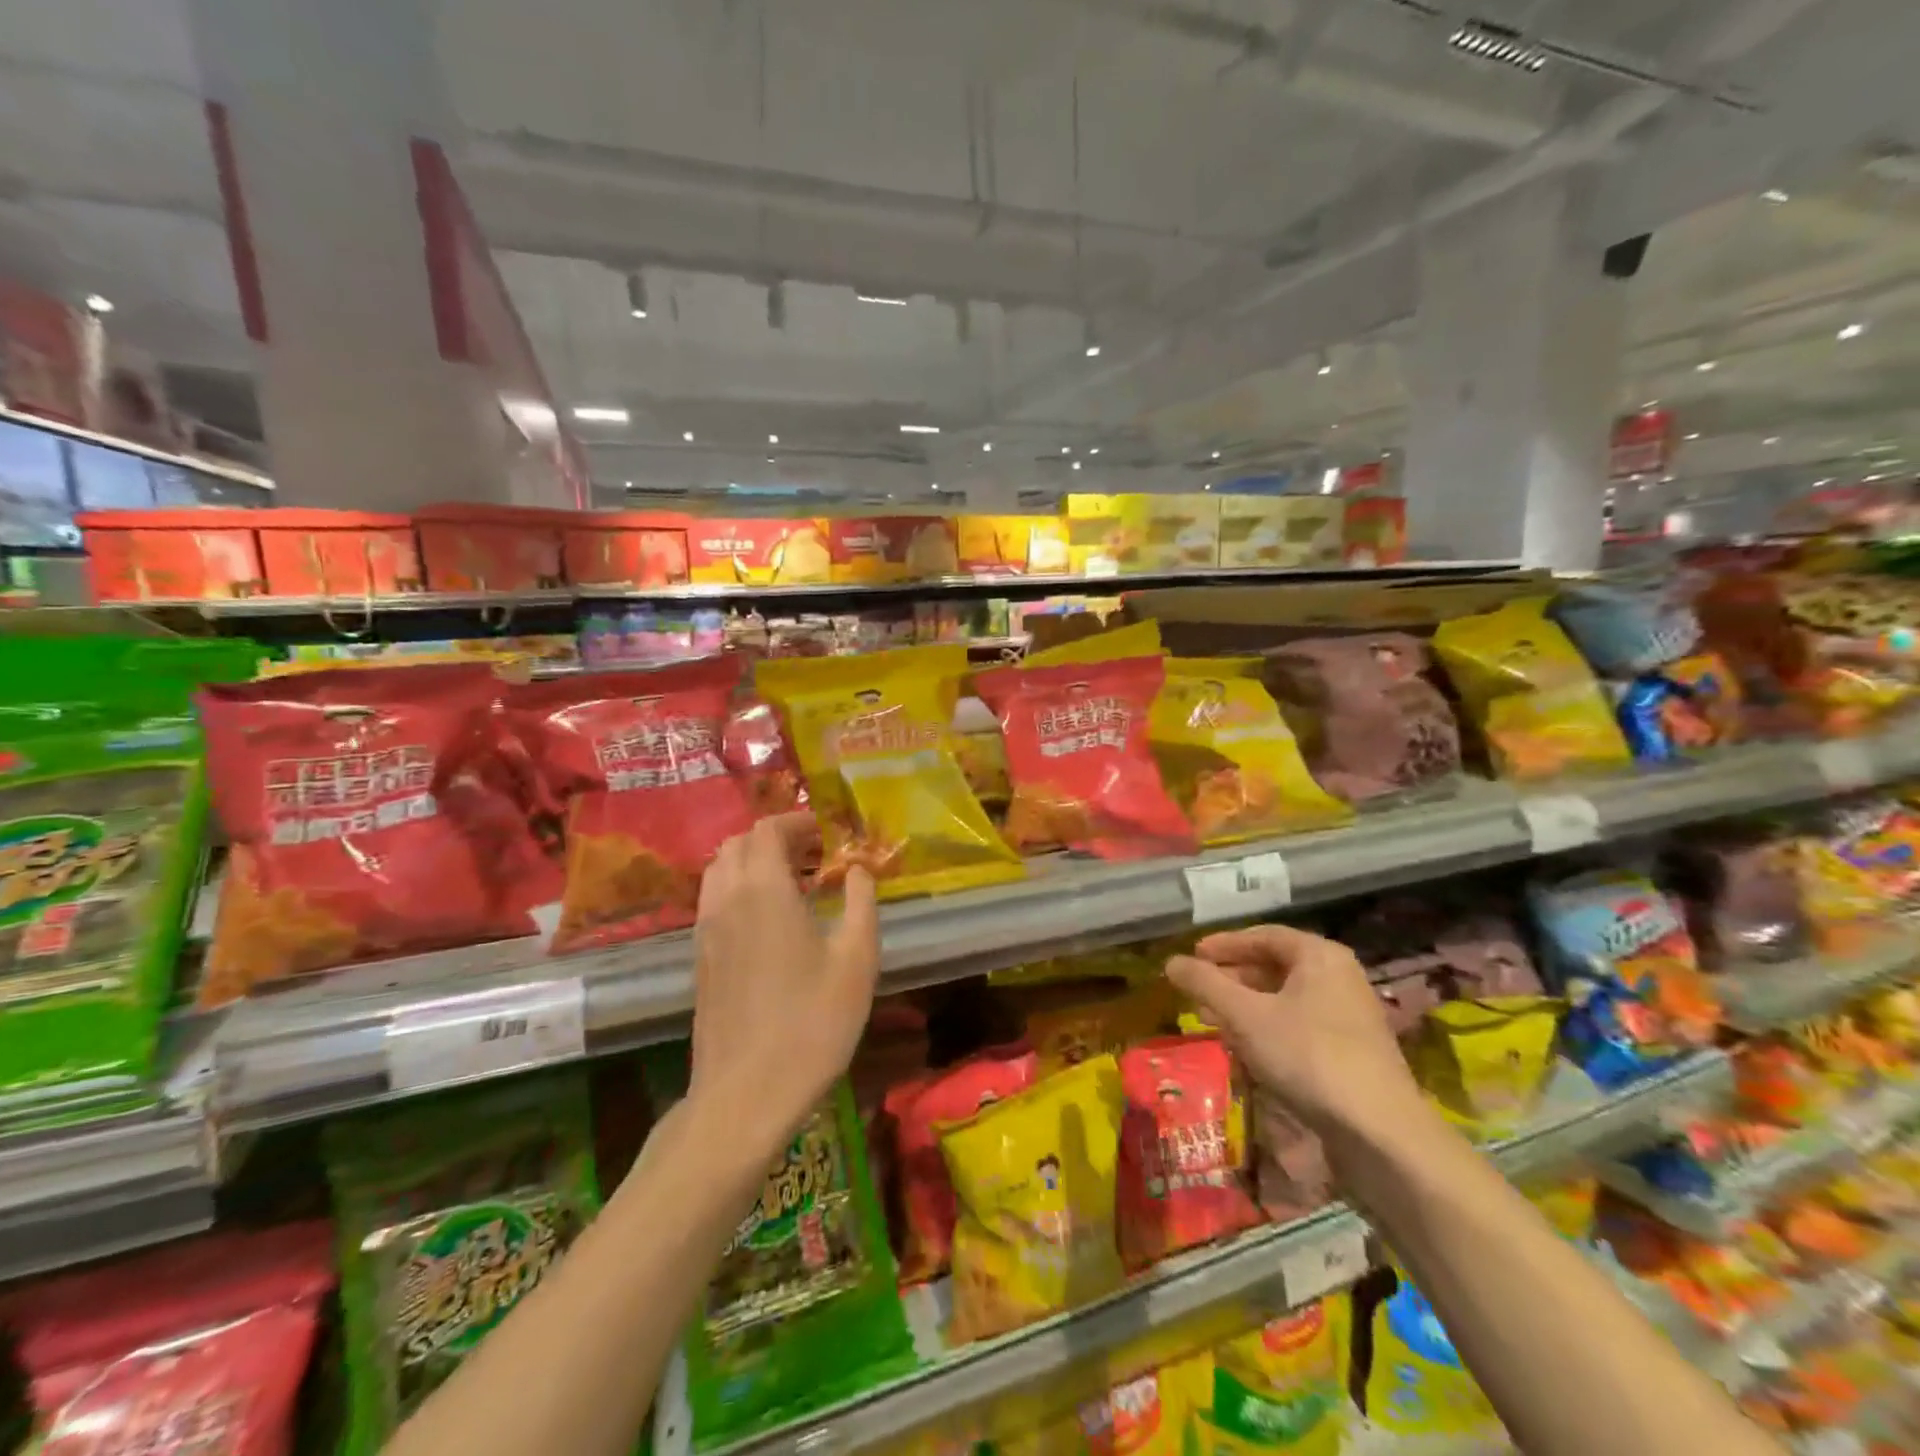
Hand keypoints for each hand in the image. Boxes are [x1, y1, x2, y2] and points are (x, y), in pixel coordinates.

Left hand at [688, 814, 879, 1150]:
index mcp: (764, 890)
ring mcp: (705, 929)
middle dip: (776, 838)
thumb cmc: (812, 1023)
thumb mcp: (857, 960)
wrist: (746, 1093)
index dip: (798, 822)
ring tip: (792, 883)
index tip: (828, 833)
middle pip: (739, 843)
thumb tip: (858, 869)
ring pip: (720, 869)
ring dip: (752, 861)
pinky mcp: (698, 957)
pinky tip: (769, 919)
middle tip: (815, 855)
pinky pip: (713, 899)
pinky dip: (738, 888)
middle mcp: (727, 899)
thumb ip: (860, 902)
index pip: (768, 829)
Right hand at [1167, 925, 1420, 1138]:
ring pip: (1286, 998)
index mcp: (1320, 955)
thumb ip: (1205, 983)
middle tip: (1198, 989)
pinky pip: (1301, 1025)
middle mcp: (1339, 977)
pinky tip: (1247, 1048)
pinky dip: (1269, 1028)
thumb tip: (1171, 961)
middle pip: (1276, 966)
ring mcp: (1350, 1015)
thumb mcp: (1245, 1015)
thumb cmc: (1308, 1056)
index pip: (1263, 935)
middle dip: (1233, 977)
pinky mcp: (1352, 1051)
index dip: (1224, 944)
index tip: (1193, 955)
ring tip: (1213, 1018)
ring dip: (1247, 1005)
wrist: (1380, 1132)